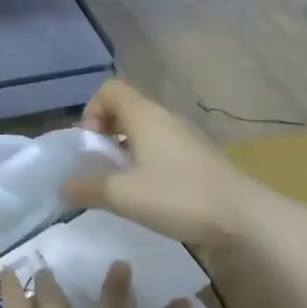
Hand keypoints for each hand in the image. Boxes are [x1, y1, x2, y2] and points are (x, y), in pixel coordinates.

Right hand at [61, 80, 258, 244]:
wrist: (244, 218)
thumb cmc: (178, 196)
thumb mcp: (124, 195)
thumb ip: (88, 188)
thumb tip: (62, 187)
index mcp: (144, 115)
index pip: (109, 89)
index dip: (91, 111)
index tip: (89, 145)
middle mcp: (164, 118)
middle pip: (125, 109)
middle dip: (105, 133)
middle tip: (98, 166)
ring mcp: (184, 137)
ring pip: (144, 131)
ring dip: (125, 150)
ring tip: (120, 184)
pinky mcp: (198, 158)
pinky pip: (161, 148)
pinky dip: (146, 163)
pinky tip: (147, 195)